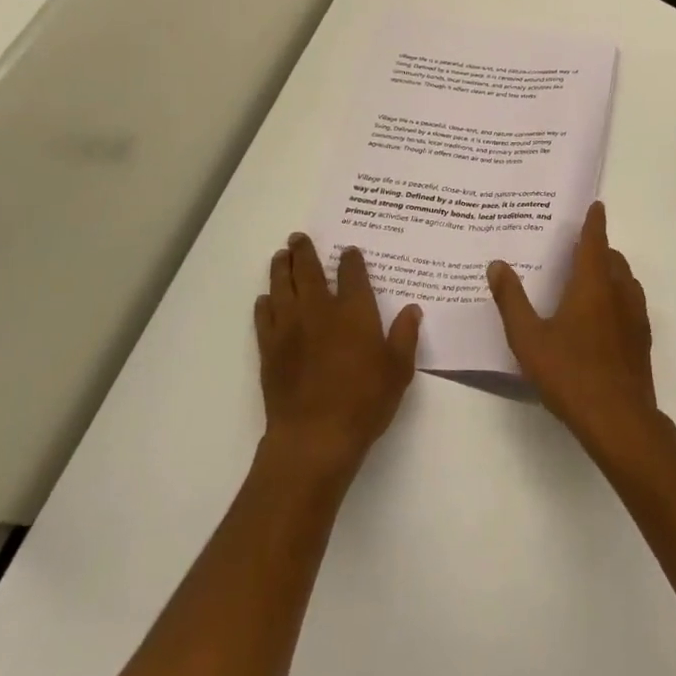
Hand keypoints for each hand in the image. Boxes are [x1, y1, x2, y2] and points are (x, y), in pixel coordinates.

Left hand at [255, 235, 421, 479]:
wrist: (314, 437)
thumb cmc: (364, 401)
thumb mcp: (398, 370)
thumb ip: (405, 336)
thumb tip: (411, 309)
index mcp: (354, 311)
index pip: (352, 274)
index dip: (350, 259)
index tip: (349, 252)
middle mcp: (319, 310)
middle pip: (308, 271)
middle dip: (304, 252)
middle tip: (298, 238)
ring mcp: (290, 329)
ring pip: (281, 287)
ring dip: (281, 269)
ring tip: (280, 256)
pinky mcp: (269, 350)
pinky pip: (264, 318)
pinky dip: (264, 304)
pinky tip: (265, 299)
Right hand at [487, 201, 660, 457]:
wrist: (618, 419)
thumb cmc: (570, 373)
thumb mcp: (528, 338)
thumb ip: (511, 300)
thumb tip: (497, 264)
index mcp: (593, 284)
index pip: (595, 241)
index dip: (594, 222)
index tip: (595, 205)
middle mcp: (619, 292)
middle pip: (613, 258)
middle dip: (599, 248)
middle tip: (578, 248)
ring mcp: (635, 316)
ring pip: (625, 280)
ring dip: (611, 271)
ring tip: (588, 279)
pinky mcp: (642, 339)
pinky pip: (631, 303)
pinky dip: (618, 296)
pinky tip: (602, 317)